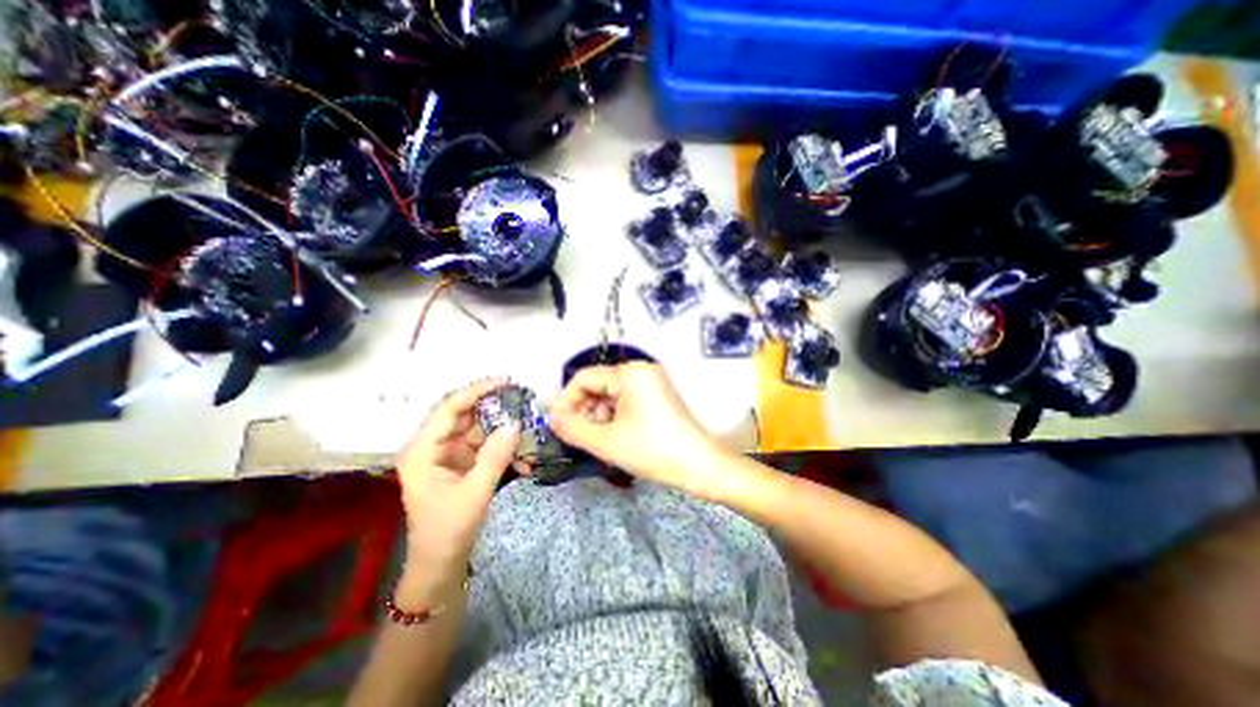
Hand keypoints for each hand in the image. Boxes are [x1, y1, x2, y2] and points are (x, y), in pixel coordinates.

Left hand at [395, 377, 518, 605]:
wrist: (440, 565)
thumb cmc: (448, 531)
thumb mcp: (474, 493)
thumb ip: (494, 457)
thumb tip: (515, 424)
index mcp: (422, 451)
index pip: (449, 408)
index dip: (477, 390)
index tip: (505, 380)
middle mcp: (432, 446)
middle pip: (465, 414)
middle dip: (494, 406)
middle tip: (522, 397)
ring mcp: (448, 454)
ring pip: (478, 428)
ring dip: (502, 427)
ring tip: (528, 423)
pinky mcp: (462, 463)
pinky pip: (485, 445)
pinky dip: (503, 446)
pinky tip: (522, 453)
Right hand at [550, 363, 717, 487]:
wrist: (700, 466)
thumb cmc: (653, 450)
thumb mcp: (607, 441)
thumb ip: (572, 428)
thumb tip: (551, 417)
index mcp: (630, 373)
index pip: (584, 378)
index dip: (565, 401)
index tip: (555, 424)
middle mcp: (641, 370)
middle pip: (598, 385)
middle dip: (583, 409)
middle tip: (574, 435)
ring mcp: (652, 382)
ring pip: (611, 394)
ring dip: (597, 415)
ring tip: (596, 439)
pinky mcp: (658, 395)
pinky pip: (626, 399)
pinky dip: (614, 416)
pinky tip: (613, 435)